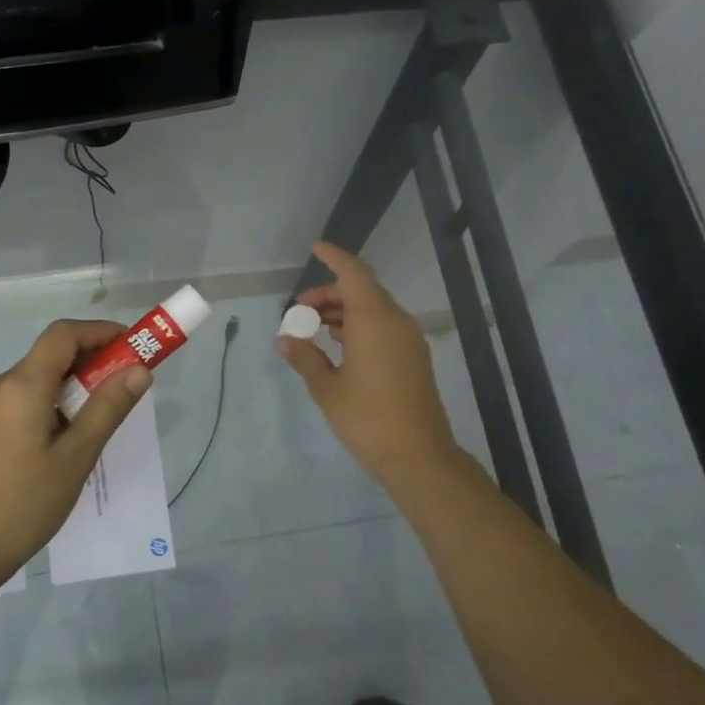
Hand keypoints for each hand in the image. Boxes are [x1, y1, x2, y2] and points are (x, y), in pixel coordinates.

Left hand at [0, 319, 152, 587]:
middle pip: (50, 355)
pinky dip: (52, 403)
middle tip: (127, 386)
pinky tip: (68, 438)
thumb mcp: (75, 457)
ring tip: (102, 419)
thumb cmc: (23, 505)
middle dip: (93, 361)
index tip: (134, 348)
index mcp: (20, 386)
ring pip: (37, 379)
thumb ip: (108, 409)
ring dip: (73, 386)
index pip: (64, 334)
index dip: (101, 332)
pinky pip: (23, 399)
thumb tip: (139, 370)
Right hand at [278, 242, 463, 488]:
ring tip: (313, 329)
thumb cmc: (367, 419)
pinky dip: (359, 326)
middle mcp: (395, 322)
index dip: (335, 258)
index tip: (316, 248)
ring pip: (374, 309)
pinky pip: (383, 327)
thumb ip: (305, 358)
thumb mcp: (327, 389)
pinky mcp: (413, 358)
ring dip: (344, 311)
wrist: (418, 455)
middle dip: (330, 294)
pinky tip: (338, 345)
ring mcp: (409, 340)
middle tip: (299, 311)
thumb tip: (286, 340)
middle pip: (362, 291)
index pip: (354, 274)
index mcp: (374, 321)